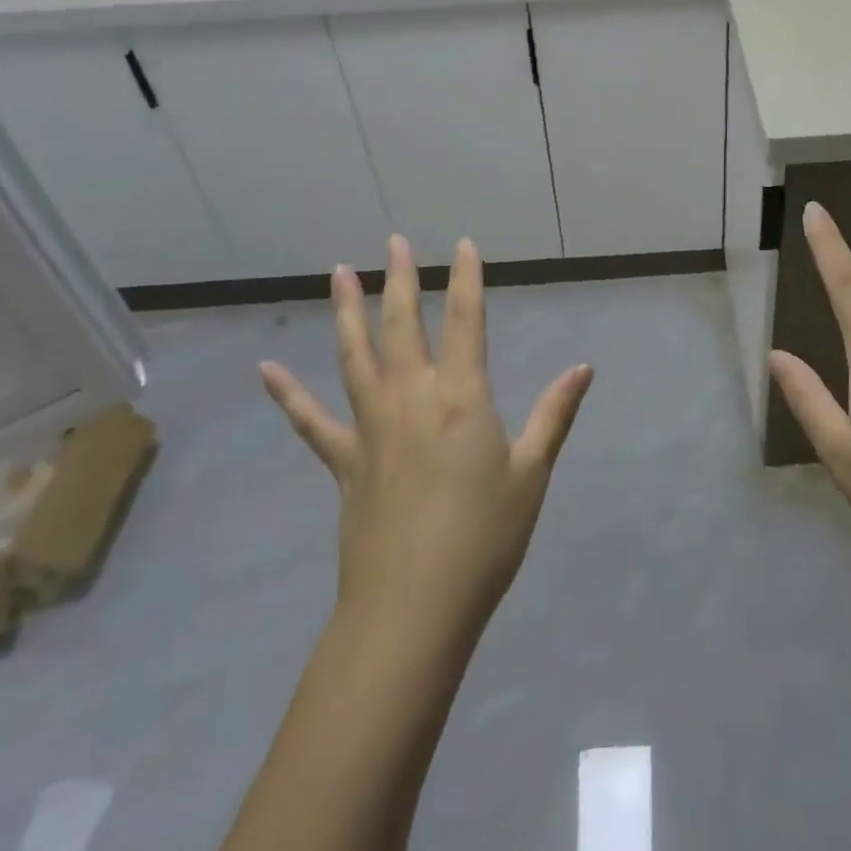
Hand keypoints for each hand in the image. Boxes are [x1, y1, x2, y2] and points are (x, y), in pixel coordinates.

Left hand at [259, 235, 592, 648]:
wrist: (413, 608)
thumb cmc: (484, 537)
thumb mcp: (532, 473)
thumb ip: (555, 415)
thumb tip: (583, 368)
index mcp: (461, 397)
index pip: (466, 322)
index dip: (467, 280)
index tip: (463, 245)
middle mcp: (411, 398)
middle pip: (404, 326)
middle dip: (402, 280)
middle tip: (394, 242)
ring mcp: (370, 428)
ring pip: (354, 356)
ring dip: (347, 312)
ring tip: (339, 273)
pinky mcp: (345, 462)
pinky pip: (312, 421)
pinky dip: (289, 395)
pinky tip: (267, 370)